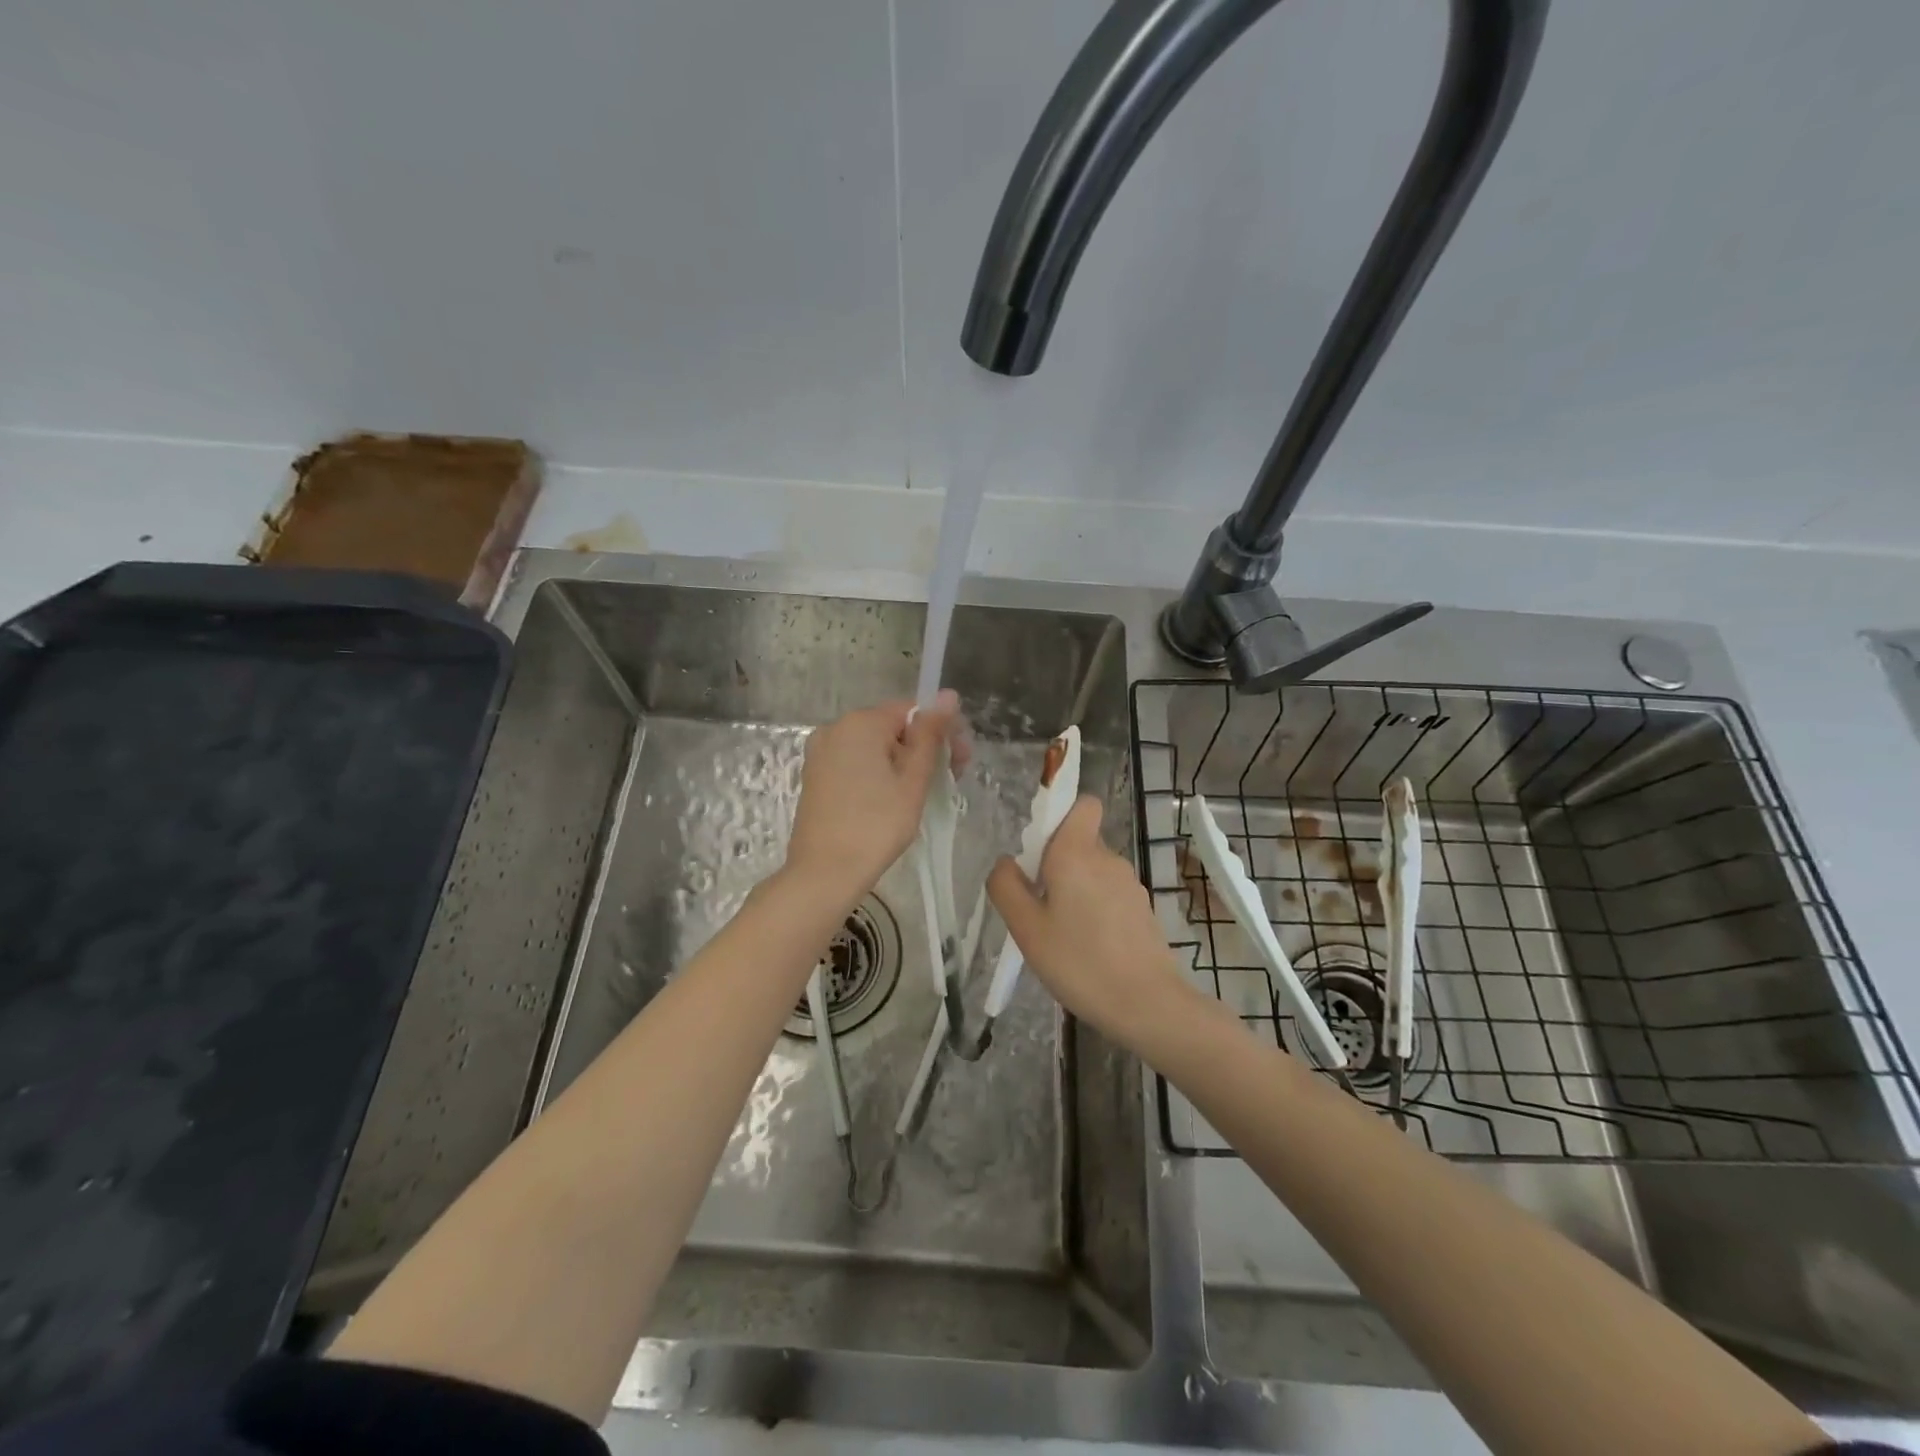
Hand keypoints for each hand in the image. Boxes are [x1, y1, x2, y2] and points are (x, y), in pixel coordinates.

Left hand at [785, 691, 966, 902]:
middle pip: (892, 727)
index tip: (961, 761)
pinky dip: (878, 773)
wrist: (824, 873)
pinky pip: (856, 762)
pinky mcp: (815, 776)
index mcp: (860, 723)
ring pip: (874, 747)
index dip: (941, 731)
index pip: (912, 711)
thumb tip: (948, 694)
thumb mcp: (912, 780)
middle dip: (924, 747)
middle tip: (950, 780)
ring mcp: (821, 753)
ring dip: (903, 762)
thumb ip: (930, 735)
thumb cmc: (876, 825)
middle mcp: (835, 729)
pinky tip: (893, 799)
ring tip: (924, 794)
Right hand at [987, 796, 1198, 1054]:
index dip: (1061, 816)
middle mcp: (1108, 858)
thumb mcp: (1026, 928)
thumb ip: (1006, 887)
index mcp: (1077, 852)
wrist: (1147, 1004)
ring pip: (1094, 871)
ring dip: (1075, 891)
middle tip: (1040, 907)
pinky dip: (1095, 910)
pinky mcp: (1142, 909)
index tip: (1040, 851)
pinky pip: (1109, 895)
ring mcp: (1130, 884)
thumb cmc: (1079, 962)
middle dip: (1057, 864)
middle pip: (1080, 842)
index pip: (1083, 804)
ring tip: (1062, 935)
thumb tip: (1006, 862)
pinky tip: (1087, 948)